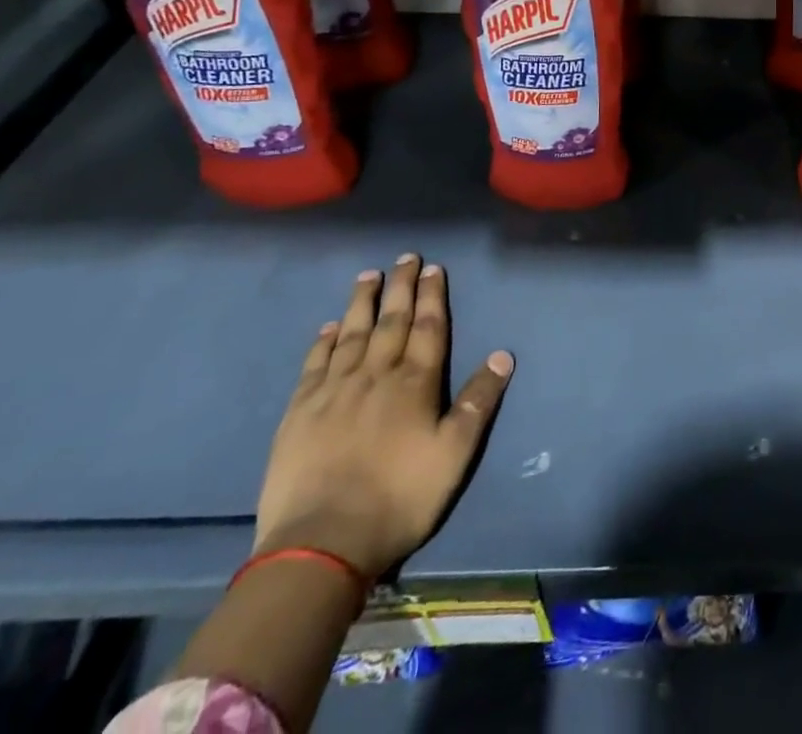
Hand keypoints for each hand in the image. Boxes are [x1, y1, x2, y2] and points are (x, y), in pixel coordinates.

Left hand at [253, 256, 512, 578]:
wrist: (322, 543)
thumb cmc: (400, 498)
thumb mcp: (454, 454)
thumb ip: (478, 401)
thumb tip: (502, 354)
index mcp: (414, 383)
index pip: (427, 328)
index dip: (432, 296)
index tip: (433, 268)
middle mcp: (375, 375)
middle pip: (390, 321)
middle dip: (400, 287)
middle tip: (405, 258)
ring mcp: (333, 392)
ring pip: (352, 334)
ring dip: (362, 303)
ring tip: (368, 276)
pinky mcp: (299, 413)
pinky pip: (314, 365)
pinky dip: (323, 342)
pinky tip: (328, 327)